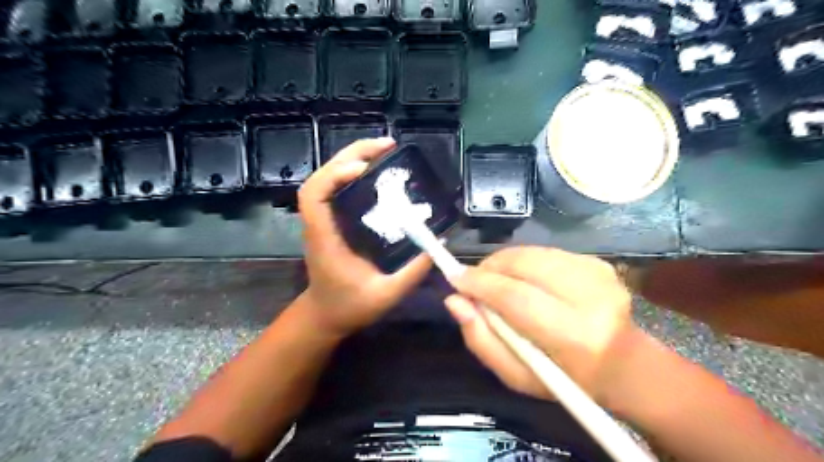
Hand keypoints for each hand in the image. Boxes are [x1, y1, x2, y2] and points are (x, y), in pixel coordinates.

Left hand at [300, 137, 433, 338]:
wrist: (325, 315)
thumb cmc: (349, 307)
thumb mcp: (386, 295)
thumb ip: (413, 272)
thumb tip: (438, 242)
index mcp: (325, 239)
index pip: (314, 195)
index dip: (334, 174)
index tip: (363, 168)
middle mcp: (320, 223)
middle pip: (322, 177)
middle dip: (351, 154)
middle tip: (387, 145)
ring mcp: (324, 220)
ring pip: (328, 178)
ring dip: (352, 158)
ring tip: (384, 152)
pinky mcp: (332, 221)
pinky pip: (338, 188)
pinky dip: (353, 173)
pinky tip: (376, 172)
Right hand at [448, 247, 638, 404]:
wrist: (625, 364)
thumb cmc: (566, 379)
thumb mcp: (516, 375)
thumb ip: (481, 339)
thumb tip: (454, 301)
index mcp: (575, 336)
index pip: (516, 297)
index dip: (480, 283)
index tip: (454, 278)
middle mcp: (591, 297)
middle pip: (523, 264)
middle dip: (489, 268)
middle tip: (474, 282)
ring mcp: (598, 274)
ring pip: (531, 253)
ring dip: (504, 264)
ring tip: (497, 282)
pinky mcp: (598, 262)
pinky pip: (544, 252)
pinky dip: (524, 262)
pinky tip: (525, 280)